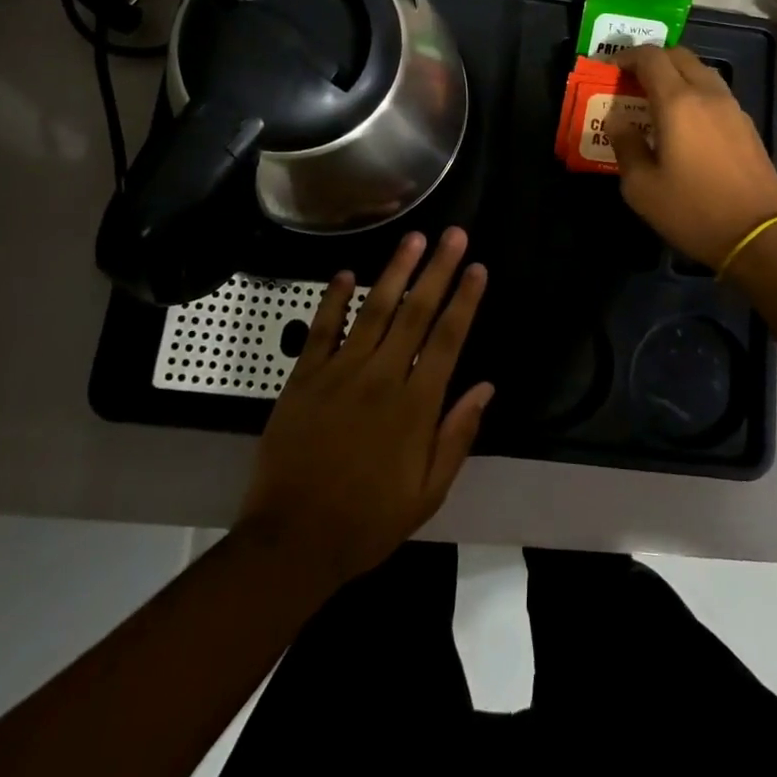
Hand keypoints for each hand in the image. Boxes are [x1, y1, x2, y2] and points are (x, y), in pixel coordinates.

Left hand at [236, 228, 492, 589]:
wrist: (290, 542)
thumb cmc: (367, 521)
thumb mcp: (427, 493)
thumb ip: (457, 435)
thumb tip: (486, 387)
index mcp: (415, 406)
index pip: (448, 339)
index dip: (465, 300)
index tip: (477, 267)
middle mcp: (381, 377)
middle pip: (415, 312)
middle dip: (437, 270)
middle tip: (453, 234)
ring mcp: (340, 373)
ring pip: (373, 310)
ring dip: (395, 270)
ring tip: (413, 237)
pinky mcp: (304, 378)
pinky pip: (322, 329)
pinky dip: (334, 299)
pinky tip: (347, 273)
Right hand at [608, 45, 776, 268]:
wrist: (758, 236)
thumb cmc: (693, 211)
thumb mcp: (642, 187)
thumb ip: (625, 145)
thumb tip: (617, 119)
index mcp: (678, 102)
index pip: (650, 57)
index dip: (627, 56)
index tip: (609, 70)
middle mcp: (708, 94)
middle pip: (679, 55)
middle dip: (652, 60)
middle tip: (631, 81)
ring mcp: (732, 108)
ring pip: (701, 71)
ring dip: (676, 74)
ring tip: (656, 100)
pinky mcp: (747, 125)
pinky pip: (715, 92)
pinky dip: (695, 92)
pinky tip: (685, 122)